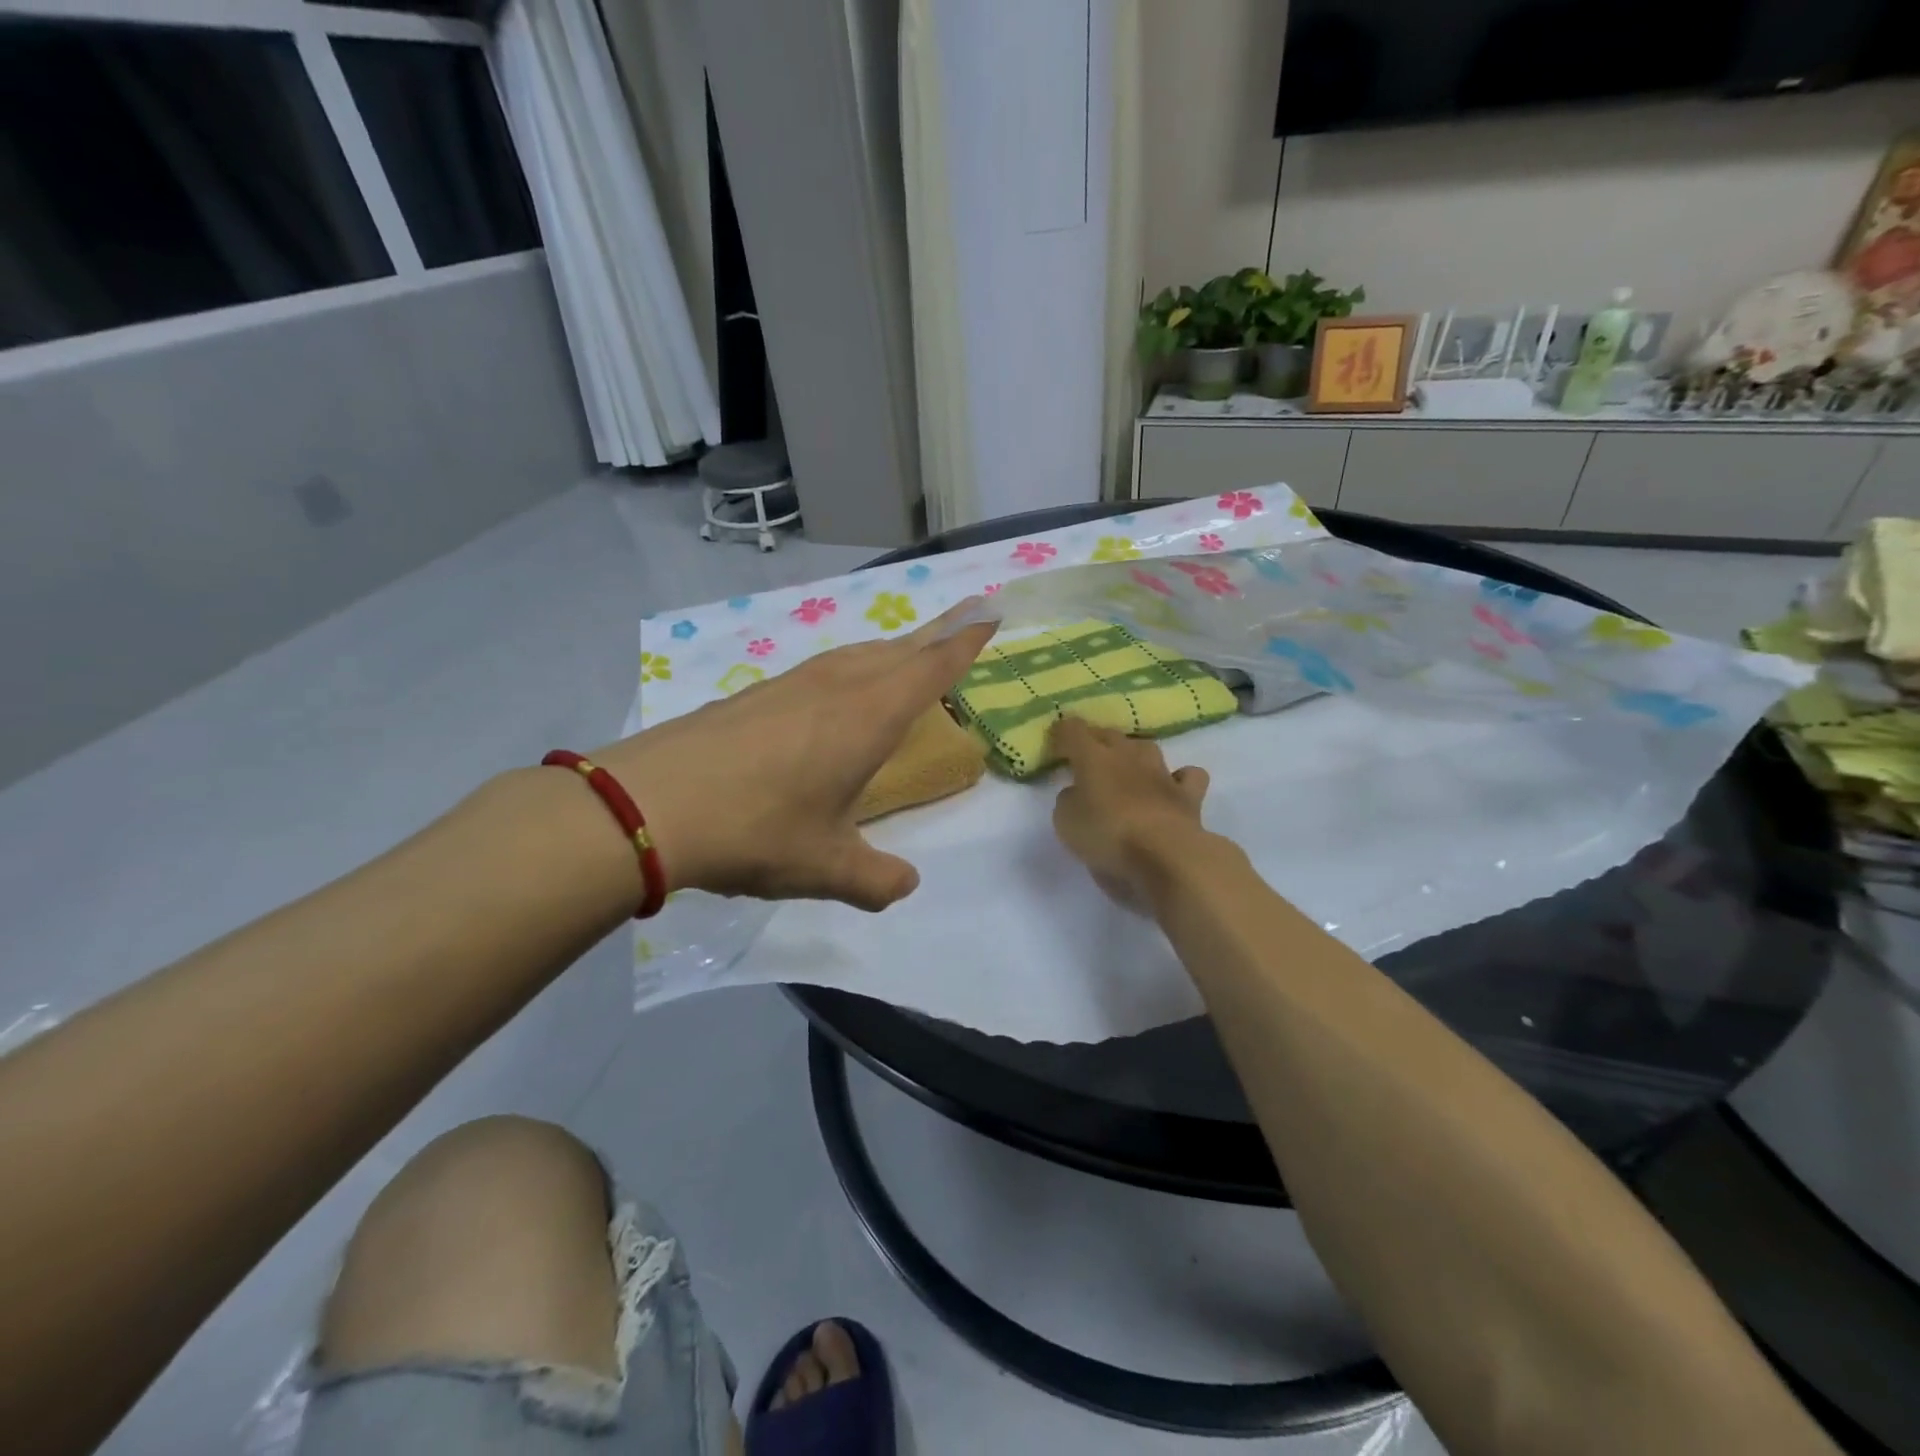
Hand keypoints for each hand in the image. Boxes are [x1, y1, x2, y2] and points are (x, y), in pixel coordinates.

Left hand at [594, 602, 995, 911]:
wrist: (649, 805)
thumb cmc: (756, 831)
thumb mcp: (825, 867)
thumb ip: (875, 880)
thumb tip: (905, 887)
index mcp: (869, 717)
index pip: (931, 668)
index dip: (964, 642)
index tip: (990, 615)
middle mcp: (837, 688)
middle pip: (898, 650)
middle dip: (936, 637)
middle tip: (961, 627)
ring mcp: (792, 684)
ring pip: (858, 654)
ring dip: (890, 652)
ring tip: (906, 659)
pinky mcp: (755, 694)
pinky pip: (822, 668)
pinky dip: (850, 668)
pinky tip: (836, 691)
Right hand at [1049, 717, 1211, 909]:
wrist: (1165, 856)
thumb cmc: (1107, 836)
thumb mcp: (1066, 822)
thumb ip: (1068, 801)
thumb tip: (1076, 793)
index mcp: (1094, 758)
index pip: (1073, 730)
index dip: (1062, 733)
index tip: (1055, 743)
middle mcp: (1128, 756)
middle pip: (1109, 734)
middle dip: (1095, 741)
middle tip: (1085, 757)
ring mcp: (1161, 773)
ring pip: (1146, 747)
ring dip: (1133, 754)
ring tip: (1126, 768)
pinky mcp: (1188, 795)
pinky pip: (1187, 775)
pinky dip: (1179, 777)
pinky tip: (1171, 786)